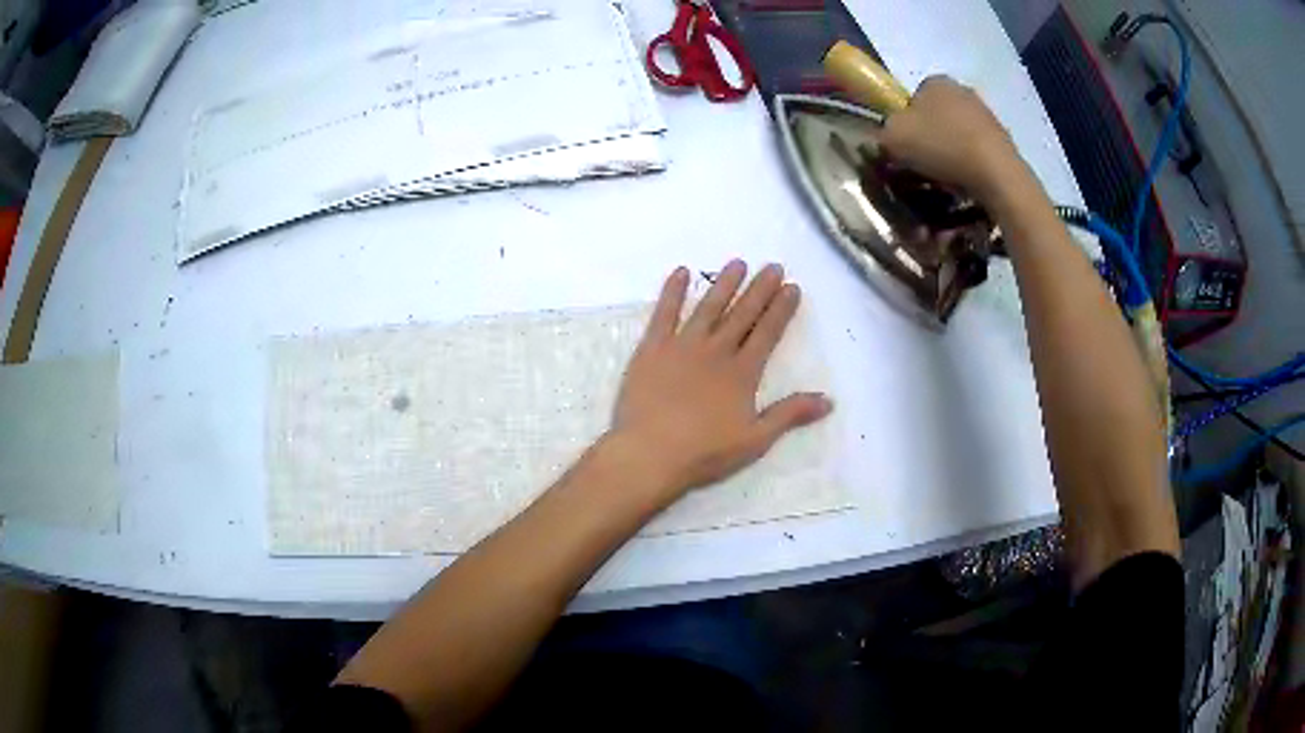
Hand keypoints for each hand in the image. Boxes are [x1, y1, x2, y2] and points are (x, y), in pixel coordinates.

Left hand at [607, 260, 832, 506]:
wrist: (650, 453)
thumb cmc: (704, 452)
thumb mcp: (755, 439)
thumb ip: (790, 415)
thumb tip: (828, 400)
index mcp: (742, 372)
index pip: (767, 332)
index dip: (781, 309)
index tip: (792, 286)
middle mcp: (716, 351)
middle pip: (742, 314)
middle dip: (760, 289)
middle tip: (773, 266)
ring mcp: (682, 346)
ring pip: (708, 307)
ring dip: (724, 284)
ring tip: (737, 263)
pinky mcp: (652, 349)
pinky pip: (664, 313)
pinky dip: (672, 291)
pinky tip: (681, 272)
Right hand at [879, 76, 1025, 202]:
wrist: (997, 174)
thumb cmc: (941, 146)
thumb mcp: (893, 138)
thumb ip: (882, 133)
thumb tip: (886, 138)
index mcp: (935, 81)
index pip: (912, 98)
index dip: (905, 123)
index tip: (905, 146)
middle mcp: (962, 90)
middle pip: (937, 116)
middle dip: (930, 137)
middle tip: (923, 165)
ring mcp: (987, 114)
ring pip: (958, 134)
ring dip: (951, 152)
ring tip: (946, 179)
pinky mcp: (1005, 139)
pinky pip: (978, 152)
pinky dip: (971, 165)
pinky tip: (967, 182)